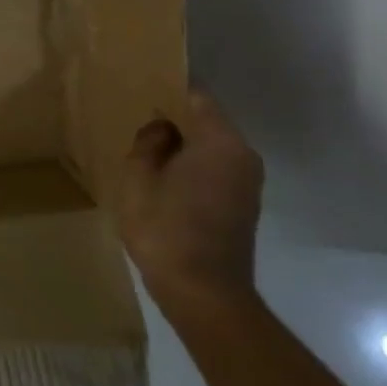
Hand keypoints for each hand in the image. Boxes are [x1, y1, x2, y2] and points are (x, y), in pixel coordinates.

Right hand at [119, 89, 264, 314]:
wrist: (204, 295)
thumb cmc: (166, 229)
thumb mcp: (138, 178)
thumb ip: (148, 143)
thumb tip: (162, 128)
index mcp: (220, 141)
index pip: (196, 97)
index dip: (168, 90)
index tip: (142, 89)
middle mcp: (243, 155)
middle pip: (206, 122)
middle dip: (175, 119)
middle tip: (138, 120)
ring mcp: (248, 183)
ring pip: (211, 147)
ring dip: (183, 146)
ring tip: (147, 151)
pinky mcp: (244, 206)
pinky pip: (216, 169)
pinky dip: (193, 167)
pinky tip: (165, 179)